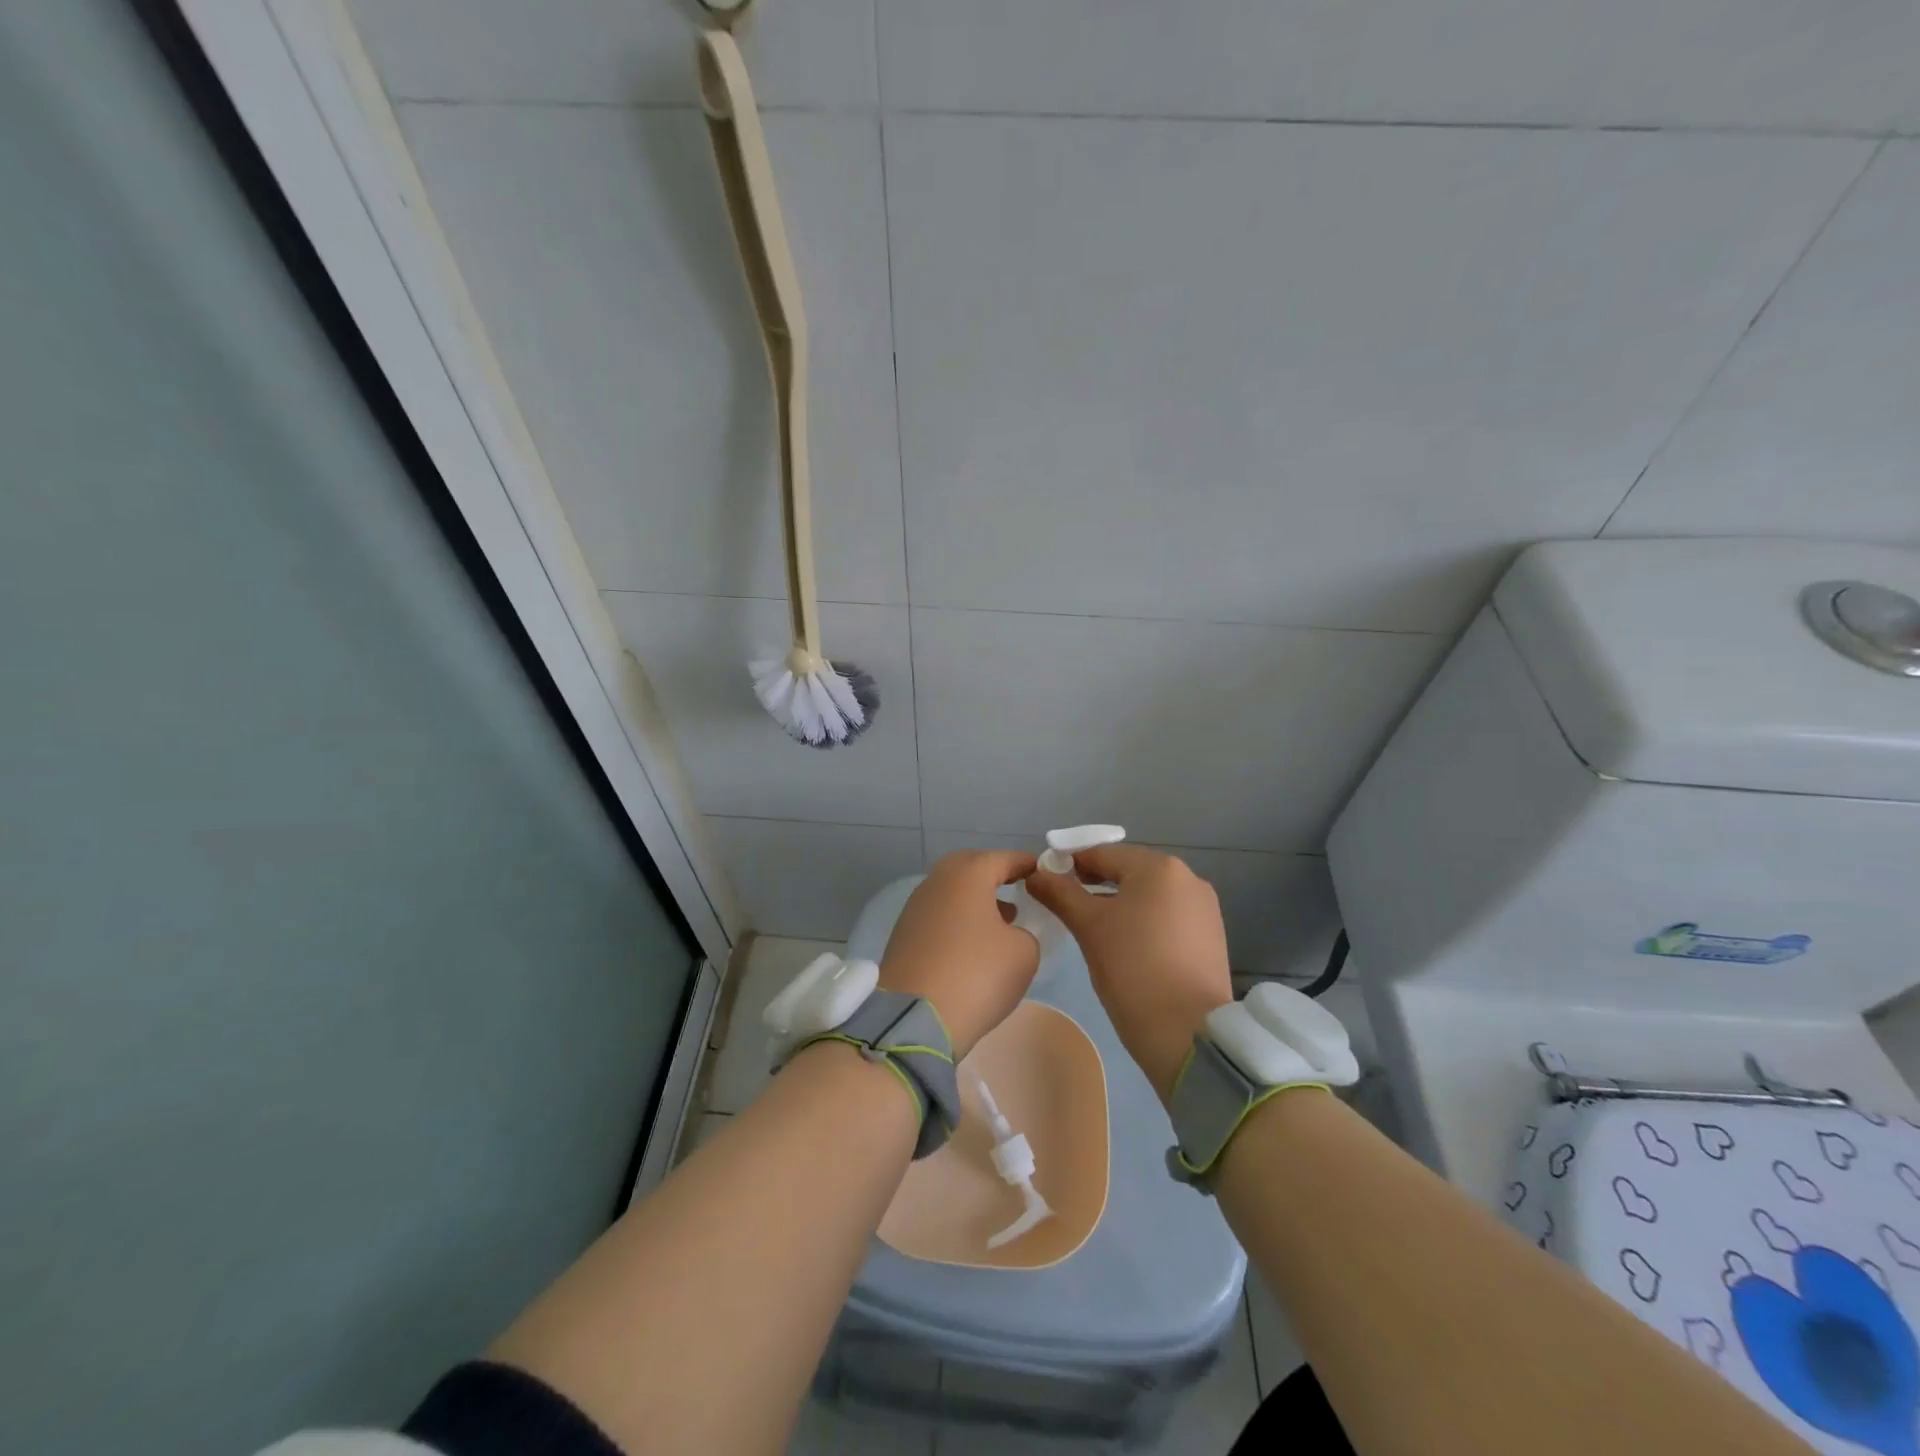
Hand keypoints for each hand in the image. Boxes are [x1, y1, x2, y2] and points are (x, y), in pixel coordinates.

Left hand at [878, 849, 1040, 1059]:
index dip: (1026, 865)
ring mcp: (915, 907)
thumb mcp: (1023, 953)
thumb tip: (1008, 933)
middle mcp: (937, 881)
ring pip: (952, 892)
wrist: (915, 1017)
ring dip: (976, 901)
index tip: (1043, 873)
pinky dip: (958, 921)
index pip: (1003, 858)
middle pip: (971, 868)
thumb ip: (1025, 933)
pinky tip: (973, 945)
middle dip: (995, 877)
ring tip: (1001, 922)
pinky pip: (939, 915)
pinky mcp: (903, 934)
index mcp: (968, 873)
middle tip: (1018, 891)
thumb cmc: (976, 974)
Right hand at [1028, 845, 1232, 1103]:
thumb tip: (1035, 873)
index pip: (1103, 854)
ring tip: (1095, 933)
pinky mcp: (1211, 936)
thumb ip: (1059, 893)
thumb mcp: (1088, 927)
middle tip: (1068, 911)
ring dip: (1120, 906)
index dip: (1070, 866)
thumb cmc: (1132, 969)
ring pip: (1149, 896)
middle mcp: (1188, 878)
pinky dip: (1144, 924)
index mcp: (1159, 867)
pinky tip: (1128, 949)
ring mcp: (1204, 908)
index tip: (1047, 886)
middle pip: (1128, 872)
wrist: (1188, 1033)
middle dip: (1096, 886)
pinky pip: (1167, 917)